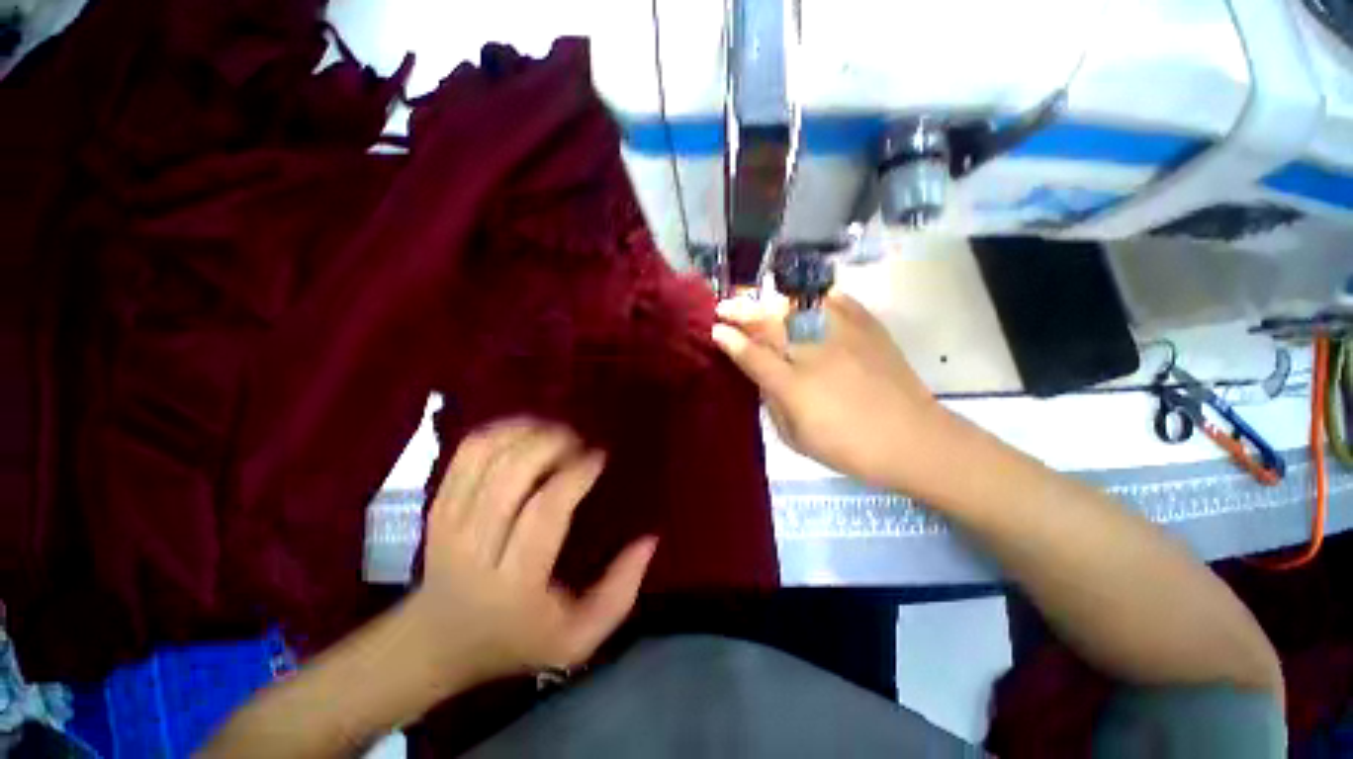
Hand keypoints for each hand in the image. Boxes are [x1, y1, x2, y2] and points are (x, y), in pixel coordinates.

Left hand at [408, 419, 656, 680]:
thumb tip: (649, 539)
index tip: (598, 457)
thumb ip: (620, 592)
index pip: (545, 512)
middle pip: (511, 475)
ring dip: (527, 434)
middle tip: (578, 441)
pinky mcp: (437, 505)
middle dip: (551, 444)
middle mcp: (474, 549)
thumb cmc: (518, 639)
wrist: (439, 643)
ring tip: (555, 433)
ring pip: (487, 457)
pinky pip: (467, 454)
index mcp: (514, 584)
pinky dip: (499, 432)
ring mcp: (449, 523)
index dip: (575, 474)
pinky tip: (524, 431)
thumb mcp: (578, 638)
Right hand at [712, 291, 952, 491]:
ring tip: (757, 301)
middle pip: (769, 324)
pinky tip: (804, 299)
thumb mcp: (797, 439)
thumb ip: (774, 404)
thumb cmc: (849, 447)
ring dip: (770, 301)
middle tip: (725, 307)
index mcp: (794, 386)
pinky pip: (835, 302)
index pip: (752, 355)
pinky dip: (815, 298)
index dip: (731, 341)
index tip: (716, 330)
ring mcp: (842, 336)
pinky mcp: (867, 327)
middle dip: (742, 312)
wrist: (913, 439)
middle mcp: (813, 354)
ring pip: (797, 307)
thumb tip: (764, 379)